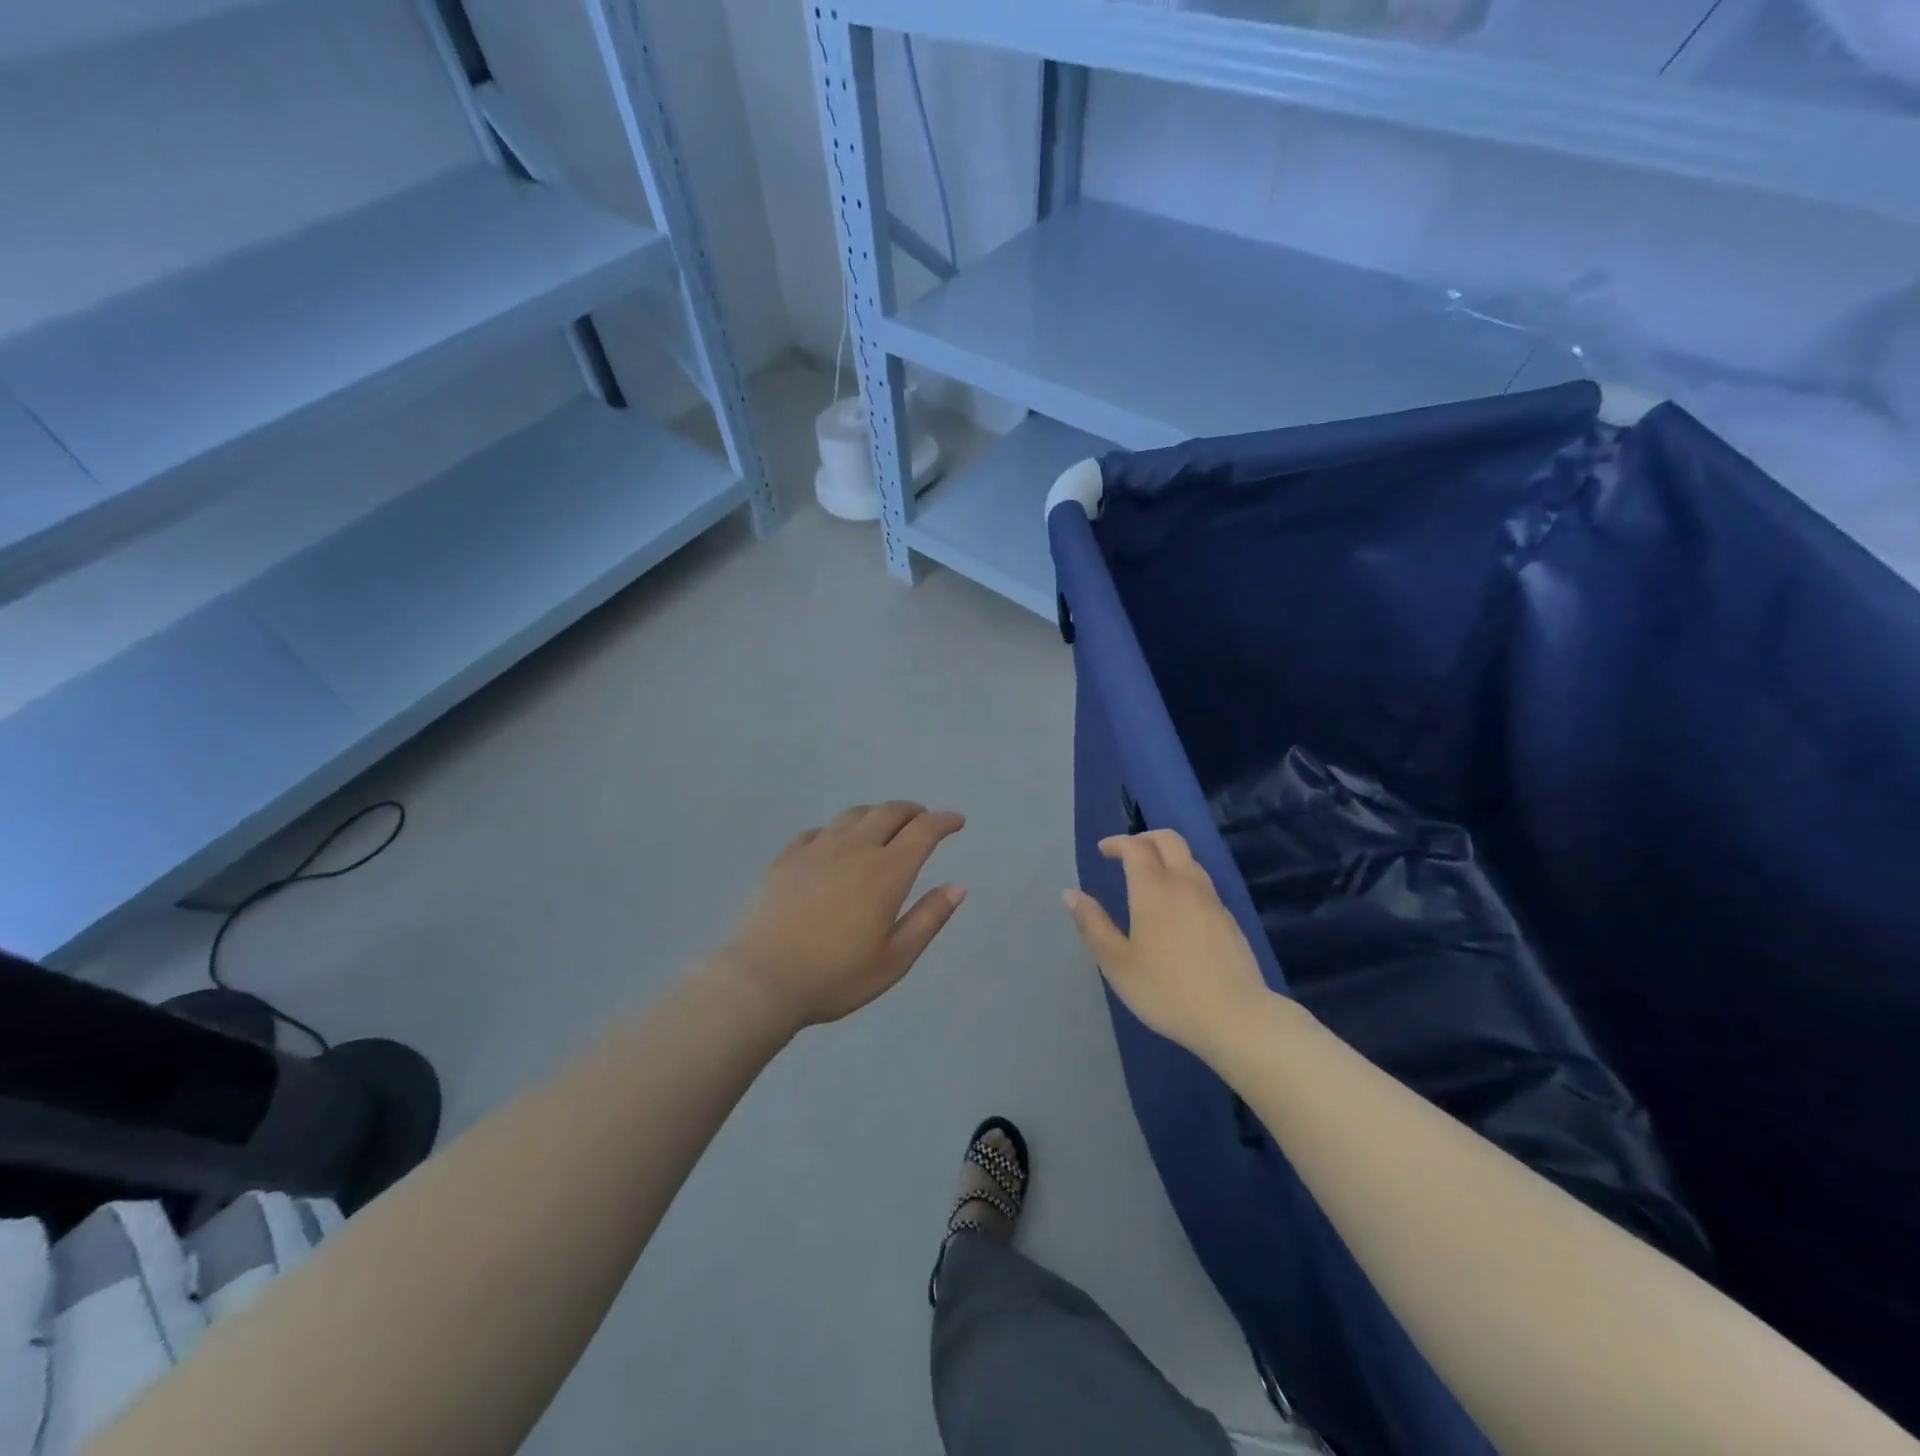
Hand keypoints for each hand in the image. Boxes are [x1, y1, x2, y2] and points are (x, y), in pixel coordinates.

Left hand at [721, 802, 965, 1030]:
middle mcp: (854, 849)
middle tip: (923, 820)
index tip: (956, 822)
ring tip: (883, 827)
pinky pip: (819, 830)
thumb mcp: (894, 959)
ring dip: (876, 815)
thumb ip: (928, 918)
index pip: (923, 831)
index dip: (944, 821)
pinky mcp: (787, 857)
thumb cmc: (836, 976)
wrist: (763, 980)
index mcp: (887, 872)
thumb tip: (958, 886)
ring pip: (853, 815)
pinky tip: (836, 845)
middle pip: (889, 812)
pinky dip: (839, 830)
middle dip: (912, 811)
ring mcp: (817, 849)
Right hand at [1064, 830, 1272, 1062]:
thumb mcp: (1117, 963)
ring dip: (1167, 857)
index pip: (1136, 847)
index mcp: (1154, 890)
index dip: (1117, 843)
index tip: (1103, 850)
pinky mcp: (1229, 920)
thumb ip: (1093, 924)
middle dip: (1145, 838)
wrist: (1236, 1017)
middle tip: (1126, 853)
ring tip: (1150, 878)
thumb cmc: (1167, 990)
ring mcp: (1212, 901)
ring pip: (1190, 860)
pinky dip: (1184, 880)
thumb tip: (1070, 894)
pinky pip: (1202, 884)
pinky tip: (1176, 909)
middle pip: (1169, 840)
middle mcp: (1185, 884)